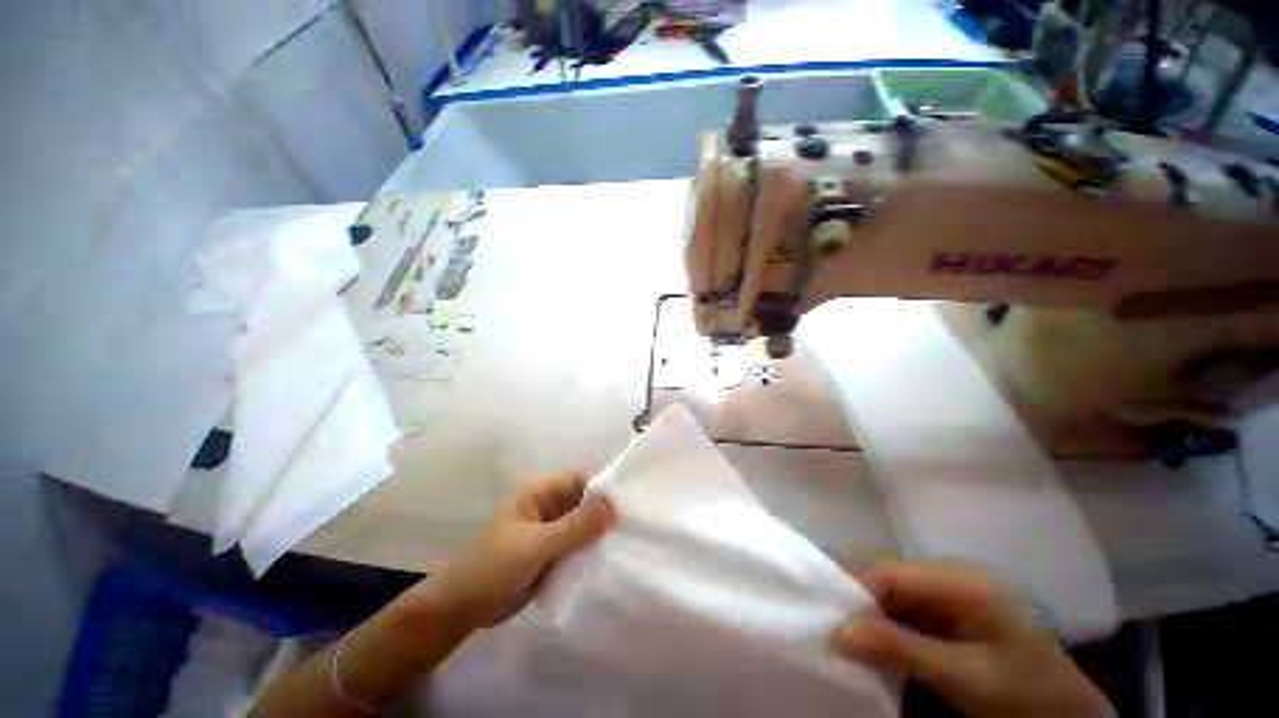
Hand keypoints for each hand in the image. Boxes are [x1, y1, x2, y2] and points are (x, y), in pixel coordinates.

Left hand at [416, 471, 614, 629]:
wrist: (459, 611)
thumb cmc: (492, 568)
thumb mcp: (536, 545)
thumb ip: (575, 526)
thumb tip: (613, 507)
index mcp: (538, 492)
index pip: (578, 480)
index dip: (601, 489)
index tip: (627, 505)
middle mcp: (546, 507)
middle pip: (582, 502)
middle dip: (603, 513)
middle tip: (632, 527)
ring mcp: (548, 531)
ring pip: (581, 525)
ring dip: (598, 534)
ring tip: (626, 544)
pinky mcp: (550, 553)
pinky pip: (575, 546)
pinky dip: (589, 551)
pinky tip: (608, 561)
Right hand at [833, 561, 1112, 717]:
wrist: (1067, 714)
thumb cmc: (1025, 693)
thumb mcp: (966, 677)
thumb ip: (903, 650)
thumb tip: (839, 632)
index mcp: (962, 580)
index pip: (892, 572)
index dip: (854, 588)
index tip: (824, 613)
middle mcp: (950, 577)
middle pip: (888, 577)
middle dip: (855, 597)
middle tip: (824, 620)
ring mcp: (948, 594)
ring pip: (891, 592)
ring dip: (865, 612)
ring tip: (837, 630)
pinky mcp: (946, 613)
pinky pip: (902, 610)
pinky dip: (881, 623)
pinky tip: (866, 639)